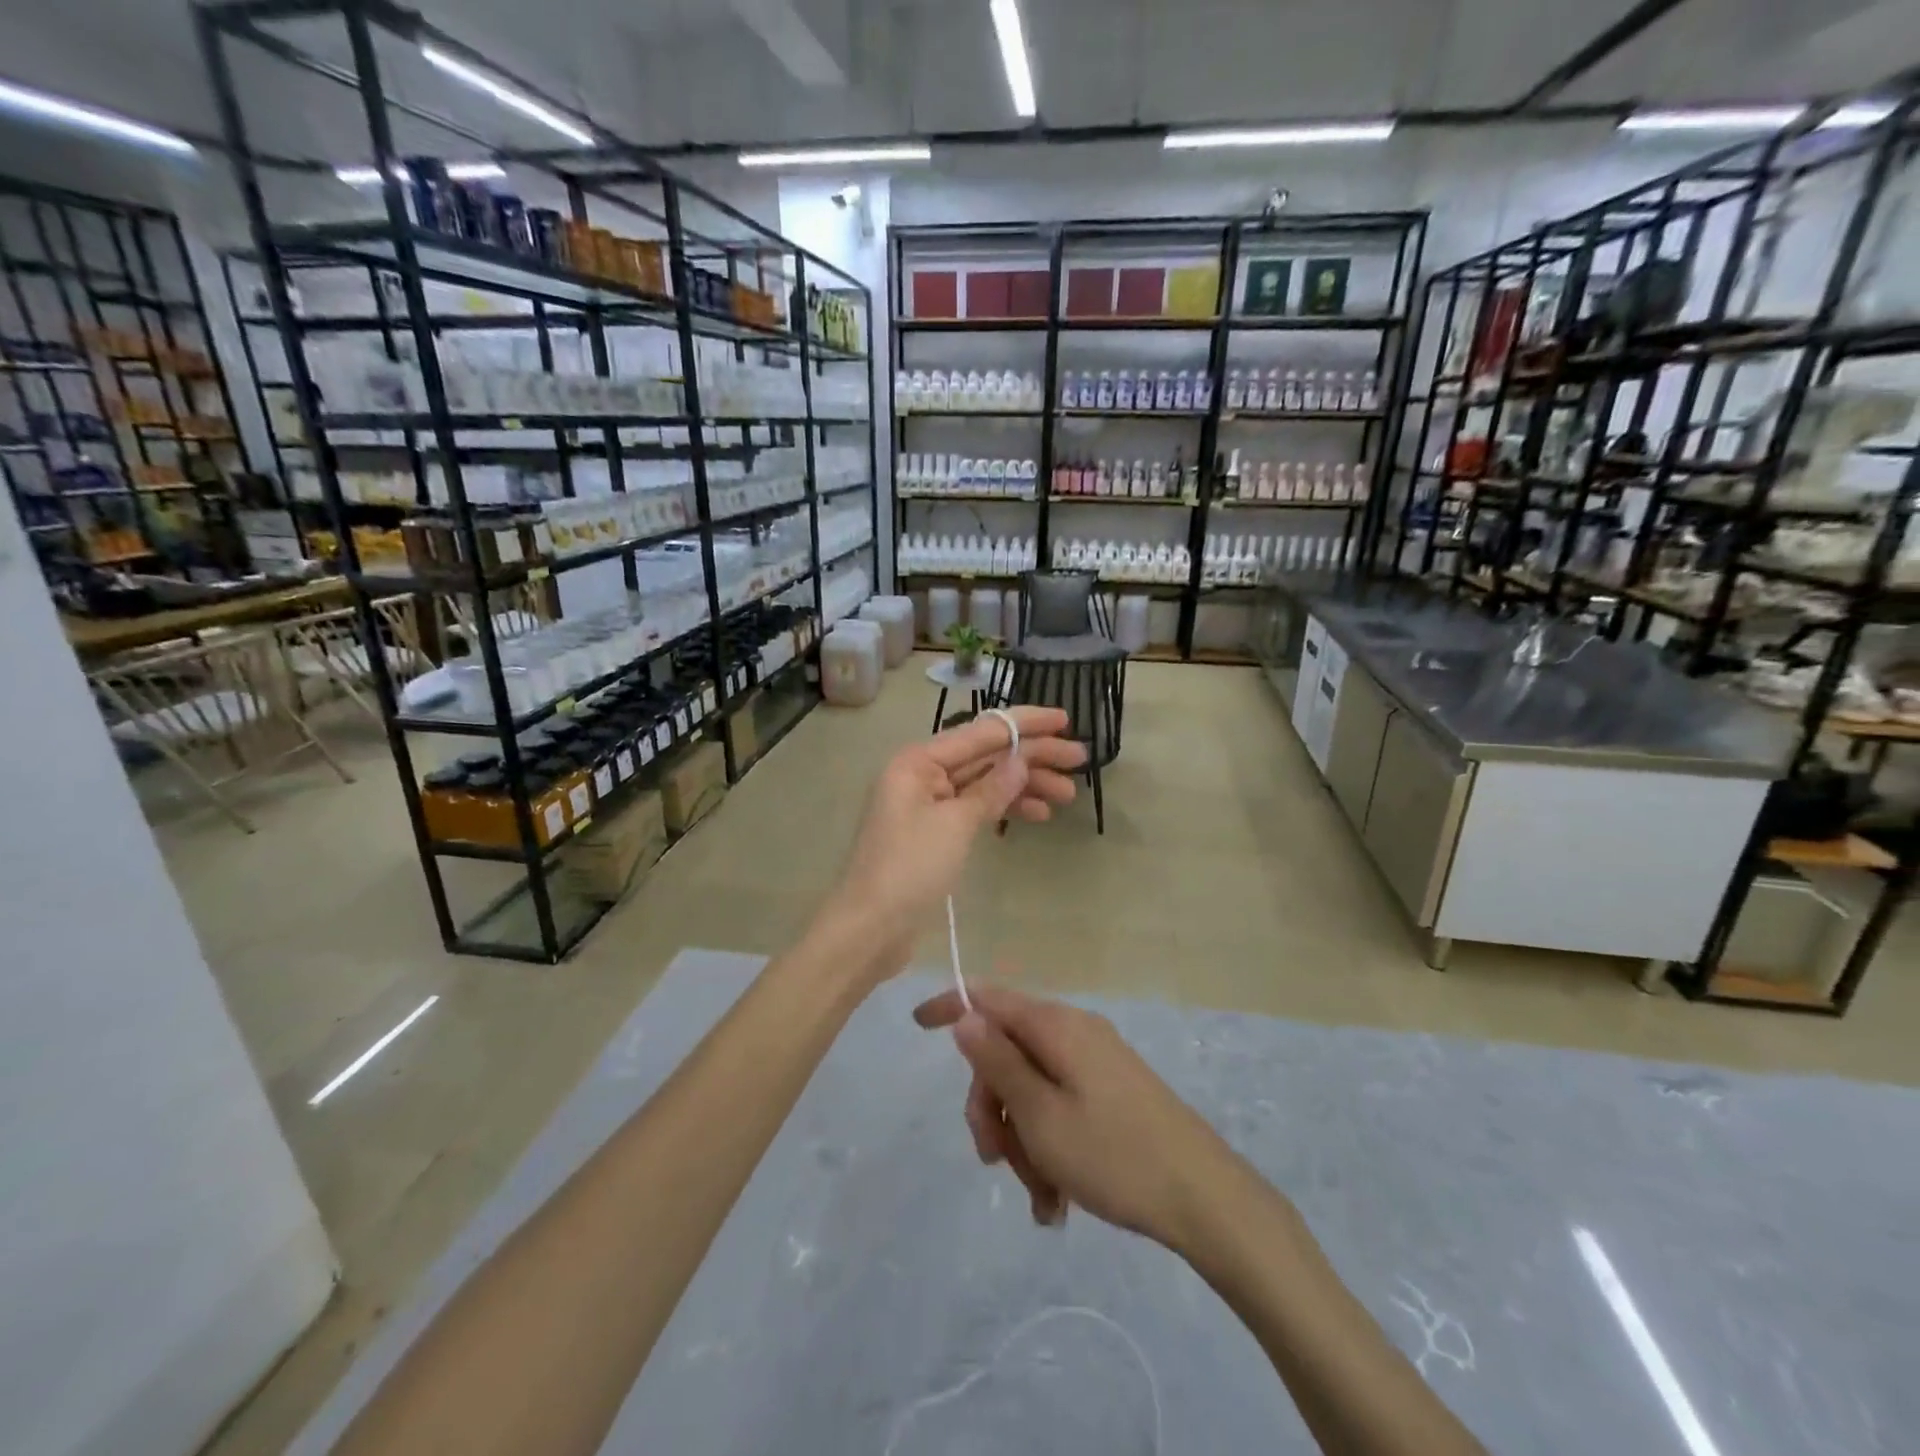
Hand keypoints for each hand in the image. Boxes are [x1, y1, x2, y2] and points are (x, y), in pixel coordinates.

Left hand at [826, 707, 1085, 949]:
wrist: (870, 929)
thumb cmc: (909, 870)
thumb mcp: (955, 825)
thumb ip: (991, 788)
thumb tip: (1021, 758)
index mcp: (919, 760)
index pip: (981, 731)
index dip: (1025, 724)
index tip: (1065, 721)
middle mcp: (922, 773)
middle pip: (986, 755)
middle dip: (1032, 757)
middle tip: (1079, 761)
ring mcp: (928, 803)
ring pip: (985, 782)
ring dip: (1025, 785)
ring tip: (1067, 795)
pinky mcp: (935, 831)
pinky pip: (976, 807)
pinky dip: (1005, 808)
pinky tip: (1038, 814)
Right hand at [913, 985, 1236, 1252]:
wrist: (1206, 1198)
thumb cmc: (1113, 1156)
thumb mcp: (1040, 1115)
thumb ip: (997, 1063)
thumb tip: (965, 1016)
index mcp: (1056, 1027)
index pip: (989, 998)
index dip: (950, 1006)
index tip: (916, 1025)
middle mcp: (1075, 1033)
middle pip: (1007, 1051)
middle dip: (992, 1105)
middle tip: (995, 1159)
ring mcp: (1096, 1062)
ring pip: (1031, 1087)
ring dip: (1022, 1137)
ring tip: (1040, 1197)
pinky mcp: (1111, 1091)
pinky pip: (1061, 1106)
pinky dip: (1048, 1144)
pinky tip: (1056, 1199)